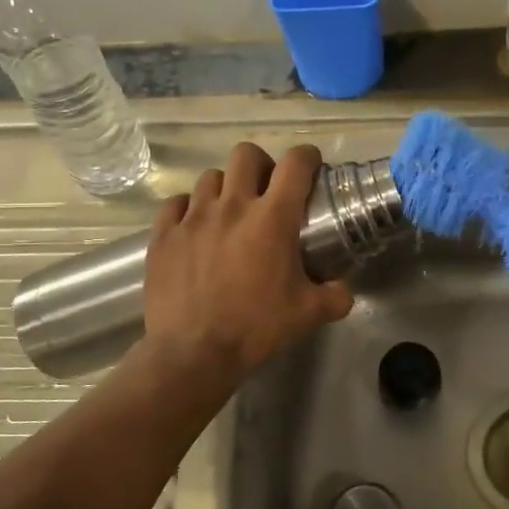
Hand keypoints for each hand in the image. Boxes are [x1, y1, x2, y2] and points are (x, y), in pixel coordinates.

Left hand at [142, 142, 355, 380]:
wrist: (194, 353)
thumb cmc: (256, 328)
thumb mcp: (309, 314)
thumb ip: (336, 296)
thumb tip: (344, 289)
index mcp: (273, 218)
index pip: (295, 164)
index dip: (307, 158)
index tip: (311, 168)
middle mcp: (232, 206)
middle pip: (246, 155)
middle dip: (261, 164)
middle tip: (266, 189)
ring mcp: (193, 217)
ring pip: (209, 177)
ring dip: (224, 188)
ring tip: (228, 212)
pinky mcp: (163, 235)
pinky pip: (175, 204)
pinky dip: (188, 209)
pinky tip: (194, 227)